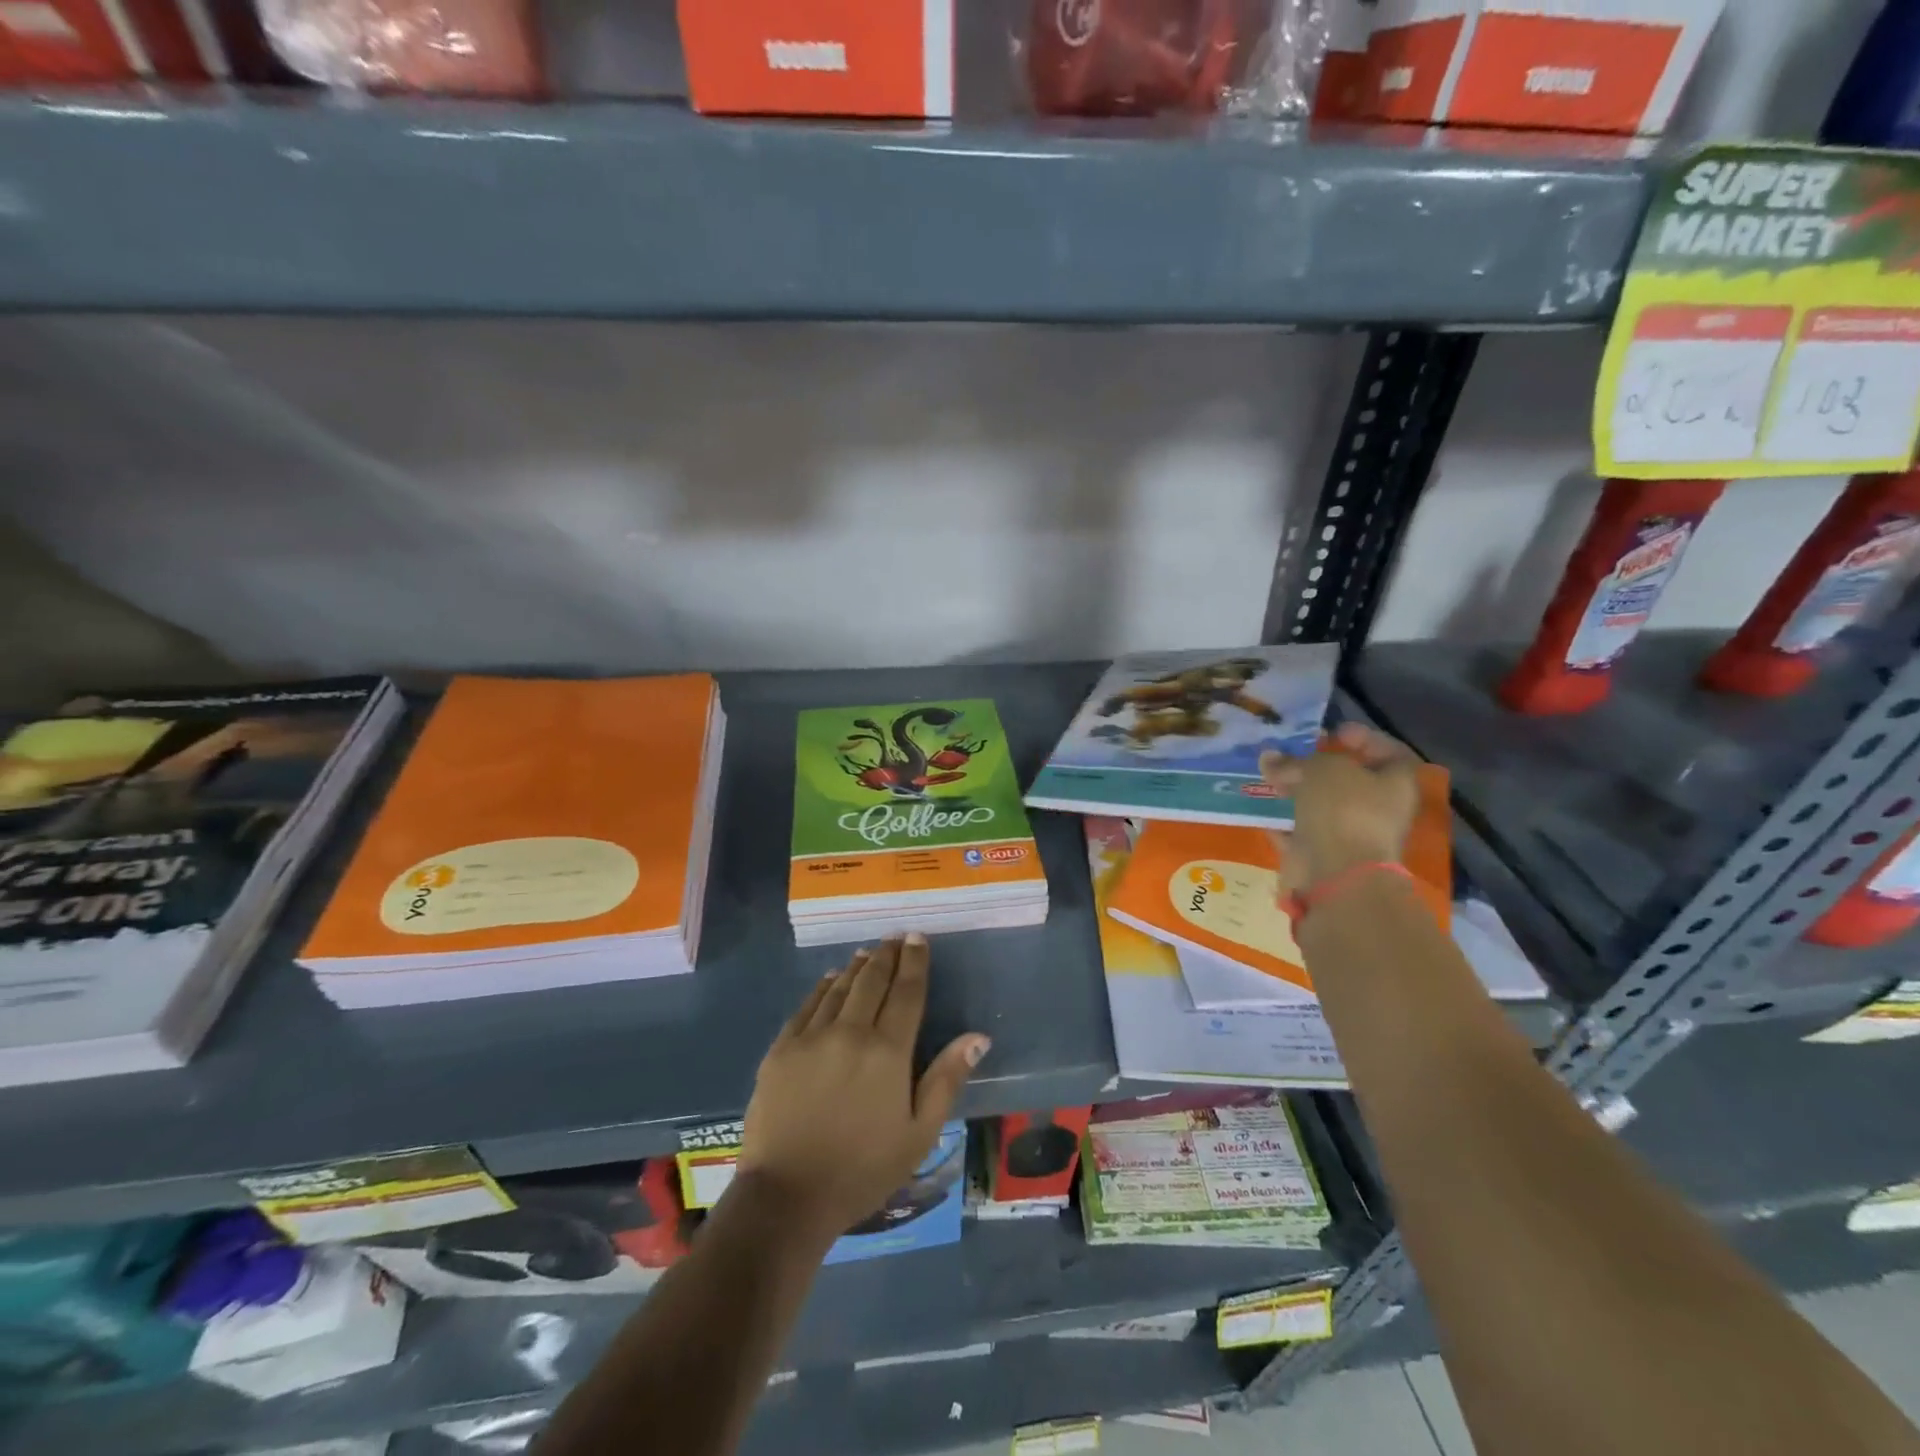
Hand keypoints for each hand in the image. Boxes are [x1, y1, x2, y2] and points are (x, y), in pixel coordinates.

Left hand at [737, 935, 989, 1243]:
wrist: (787, 1197)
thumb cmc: (862, 1170)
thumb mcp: (918, 1134)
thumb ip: (946, 1079)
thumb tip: (978, 1036)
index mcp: (888, 1052)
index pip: (907, 993)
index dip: (914, 962)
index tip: (918, 938)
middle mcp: (850, 1032)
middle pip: (872, 981)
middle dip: (887, 955)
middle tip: (895, 937)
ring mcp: (811, 1038)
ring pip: (839, 988)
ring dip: (857, 966)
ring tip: (868, 952)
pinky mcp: (781, 1049)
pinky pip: (807, 1006)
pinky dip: (823, 987)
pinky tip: (830, 979)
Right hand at [1261, 722, 1419, 895]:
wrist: (1337, 875)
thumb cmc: (1344, 811)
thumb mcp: (1321, 770)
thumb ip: (1296, 761)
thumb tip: (1269, 757)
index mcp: (1396, 784)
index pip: (1389, 752)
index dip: (1364, 738)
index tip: (1335, 733)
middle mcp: (1380, 810)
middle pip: (1351, 781)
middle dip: (1319, 767)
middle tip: (1291, 756)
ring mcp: (1352, 836)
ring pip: (1324, 807)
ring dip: (1299, 794)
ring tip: (1272, 779)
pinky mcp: (1325, 857)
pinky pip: (1303, 833)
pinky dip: (1285, 823)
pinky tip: (1264, 810)